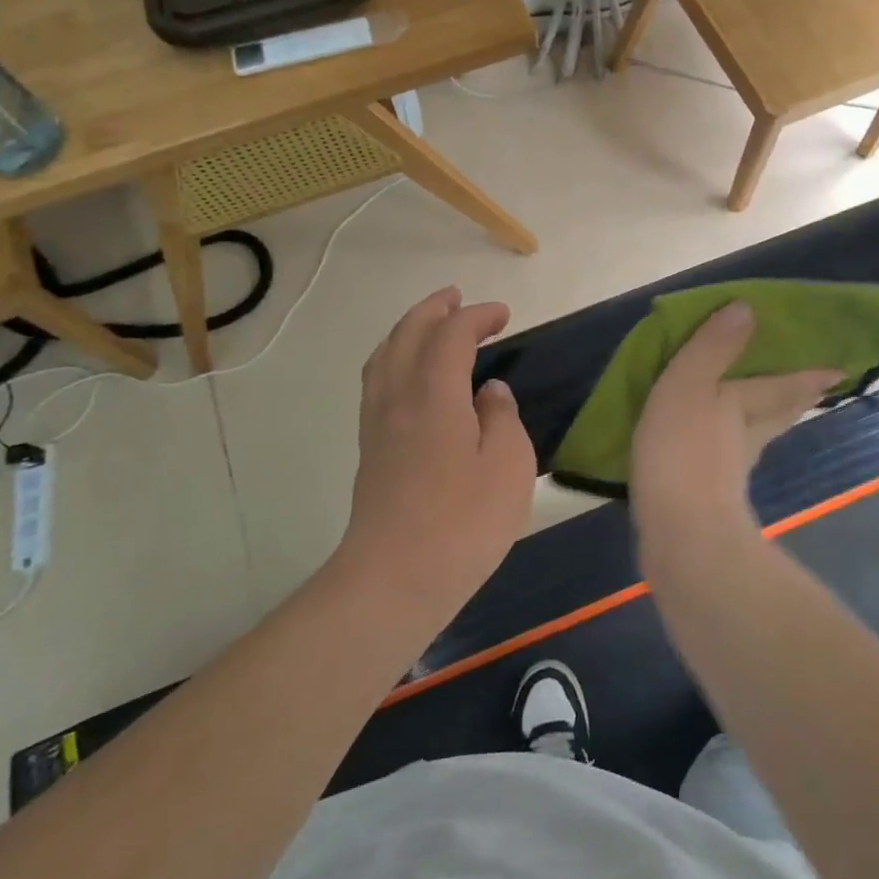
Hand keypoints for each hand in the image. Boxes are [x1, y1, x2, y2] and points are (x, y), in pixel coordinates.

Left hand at [340, 287, 535, 622]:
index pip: (452, 335)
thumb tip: (490, 393)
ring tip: (429, 324)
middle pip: (408, 334)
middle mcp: (399, 397)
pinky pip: (377, 381)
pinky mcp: (370, 448)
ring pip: (385, 355)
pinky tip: (407, 375)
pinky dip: (392, 358)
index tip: (503, 314)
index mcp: (435, 393)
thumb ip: (502, 418)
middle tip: (457, 299)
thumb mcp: (508, 466)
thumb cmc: (462, 522)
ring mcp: (378, 422)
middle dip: (434, 310)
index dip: (477, 316)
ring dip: (407, 330)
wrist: (394, 579)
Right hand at [629, 301, 840, 543]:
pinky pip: (725, 463)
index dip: (810, 376)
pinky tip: (713, 455)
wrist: (680, 534)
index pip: (784, 386)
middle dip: (795, 401)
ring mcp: (730, 472)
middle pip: (779, 415)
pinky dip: (726, 453)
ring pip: (756, 439)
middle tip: (813, 391)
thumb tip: (746, 307)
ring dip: (764, 426)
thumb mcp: (689, 384)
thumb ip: (713, 347)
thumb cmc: (683, 450)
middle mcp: (746, 436)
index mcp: (745, 405)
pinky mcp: (710, 499)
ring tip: (763, 415)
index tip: (839, 372)